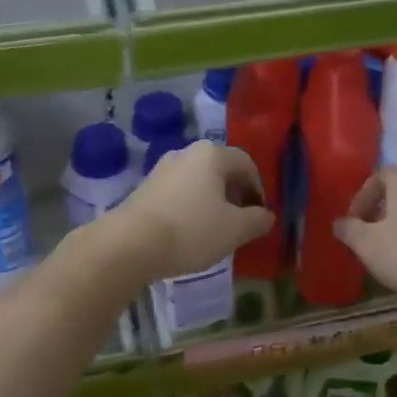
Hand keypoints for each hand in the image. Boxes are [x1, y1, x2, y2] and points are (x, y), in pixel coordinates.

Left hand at [108, 141, 275, 282]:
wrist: (130, 243)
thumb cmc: (191, 231)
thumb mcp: (235, 230)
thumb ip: (257, 220)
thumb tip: (266, 215)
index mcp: (213, 154)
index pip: (247, 164)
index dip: (258, 190)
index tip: (258, 216)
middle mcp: (187, 152)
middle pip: (221, 170)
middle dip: (234, 195)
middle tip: (239, 223)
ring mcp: (163, 168)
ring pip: (199, 181)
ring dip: (211, 201)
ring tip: (214, 230)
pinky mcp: (146, 186)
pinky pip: (179, 192)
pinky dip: (190, 206)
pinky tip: (188, 231)